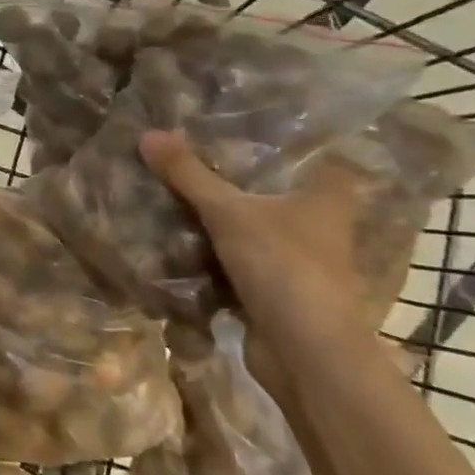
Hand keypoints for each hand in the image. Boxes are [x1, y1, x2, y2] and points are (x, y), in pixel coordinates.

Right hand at [139, 129, 378, 362]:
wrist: (305, 354)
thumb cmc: (283, 266)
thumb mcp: (229, 212)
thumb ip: (189, 175)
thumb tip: (148, 134)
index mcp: (327, 194)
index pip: (306, 151)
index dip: (274, 137)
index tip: (235, 121)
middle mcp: (319, 223)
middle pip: (271, 189)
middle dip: (233, 178)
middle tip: (191, 152)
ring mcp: (299, 260)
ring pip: (252, 227)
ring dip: (221, 218)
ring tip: (176, 188)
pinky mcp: (277, 291)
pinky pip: (239, 261)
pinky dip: (214, 254)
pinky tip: (179, 236)